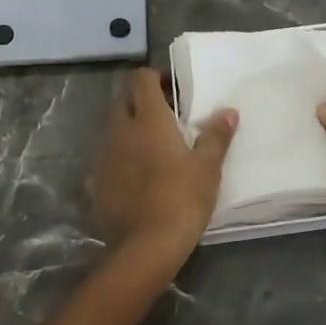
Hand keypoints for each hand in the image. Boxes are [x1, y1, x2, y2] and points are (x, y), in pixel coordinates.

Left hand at [89, 69, 236, 260]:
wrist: (146, 247)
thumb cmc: (182, 198)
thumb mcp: (208, 167)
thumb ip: (216, 135)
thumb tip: (229, 111)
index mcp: (147, 119)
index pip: (141, 78)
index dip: (156, 77)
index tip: (174, 90)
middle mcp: (120, 130)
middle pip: (124, 100)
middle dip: (142, 101)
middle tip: (168, 116)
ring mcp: (104, 156)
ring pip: (114, 128)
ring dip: (130, 128)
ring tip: (154, 146)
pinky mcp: (96, 181)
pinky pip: (108, 157)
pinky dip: (121, 157)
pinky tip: (139, 175)